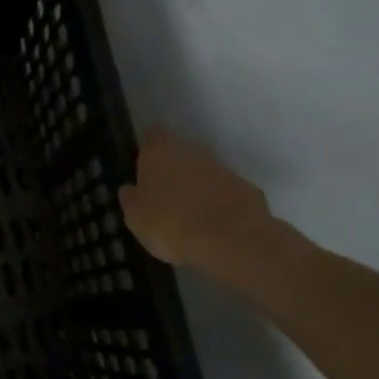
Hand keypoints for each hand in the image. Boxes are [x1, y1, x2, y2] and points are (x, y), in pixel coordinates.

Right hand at [119, 130, 284, 278]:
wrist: (230, 241)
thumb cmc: (170, 224)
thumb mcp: (135, 218)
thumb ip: (131, 199)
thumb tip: (130, 189)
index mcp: (160, 153)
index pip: (152, 137)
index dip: (147, 150)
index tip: (143, 167)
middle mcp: (192, 151)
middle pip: (180, 154)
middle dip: (174, 170)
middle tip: (164, 197)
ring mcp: (223, 169)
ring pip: (204, 173)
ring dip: (197, 188)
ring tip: (189, 218)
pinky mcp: (247, 189)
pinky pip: (226, 193)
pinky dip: (219, 204)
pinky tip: (213, 227)